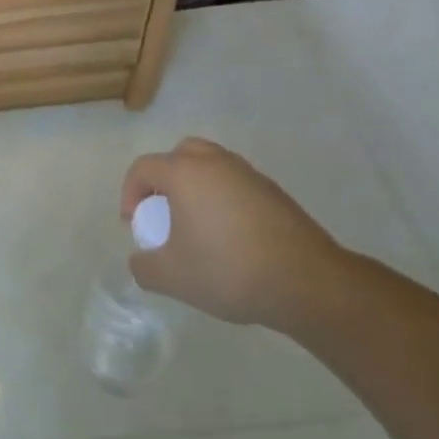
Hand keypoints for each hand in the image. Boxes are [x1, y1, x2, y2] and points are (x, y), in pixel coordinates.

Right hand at [120, 138, 352, 329]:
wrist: (308, 283)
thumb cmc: (229, 270)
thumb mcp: (171, 277)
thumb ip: (143, 267)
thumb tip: (142, 261)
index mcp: (185, 173)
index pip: (143, 168)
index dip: (130, 194)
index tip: (135, 225)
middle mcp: (217, 163)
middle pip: (180, 155)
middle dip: (165, 179)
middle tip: (164, 211)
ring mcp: (250, 175)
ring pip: (212, 167)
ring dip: (196, 187)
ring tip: (197, 225)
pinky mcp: (276, 193)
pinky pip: (236, 185)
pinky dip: (224, 200)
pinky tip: (230, 237)